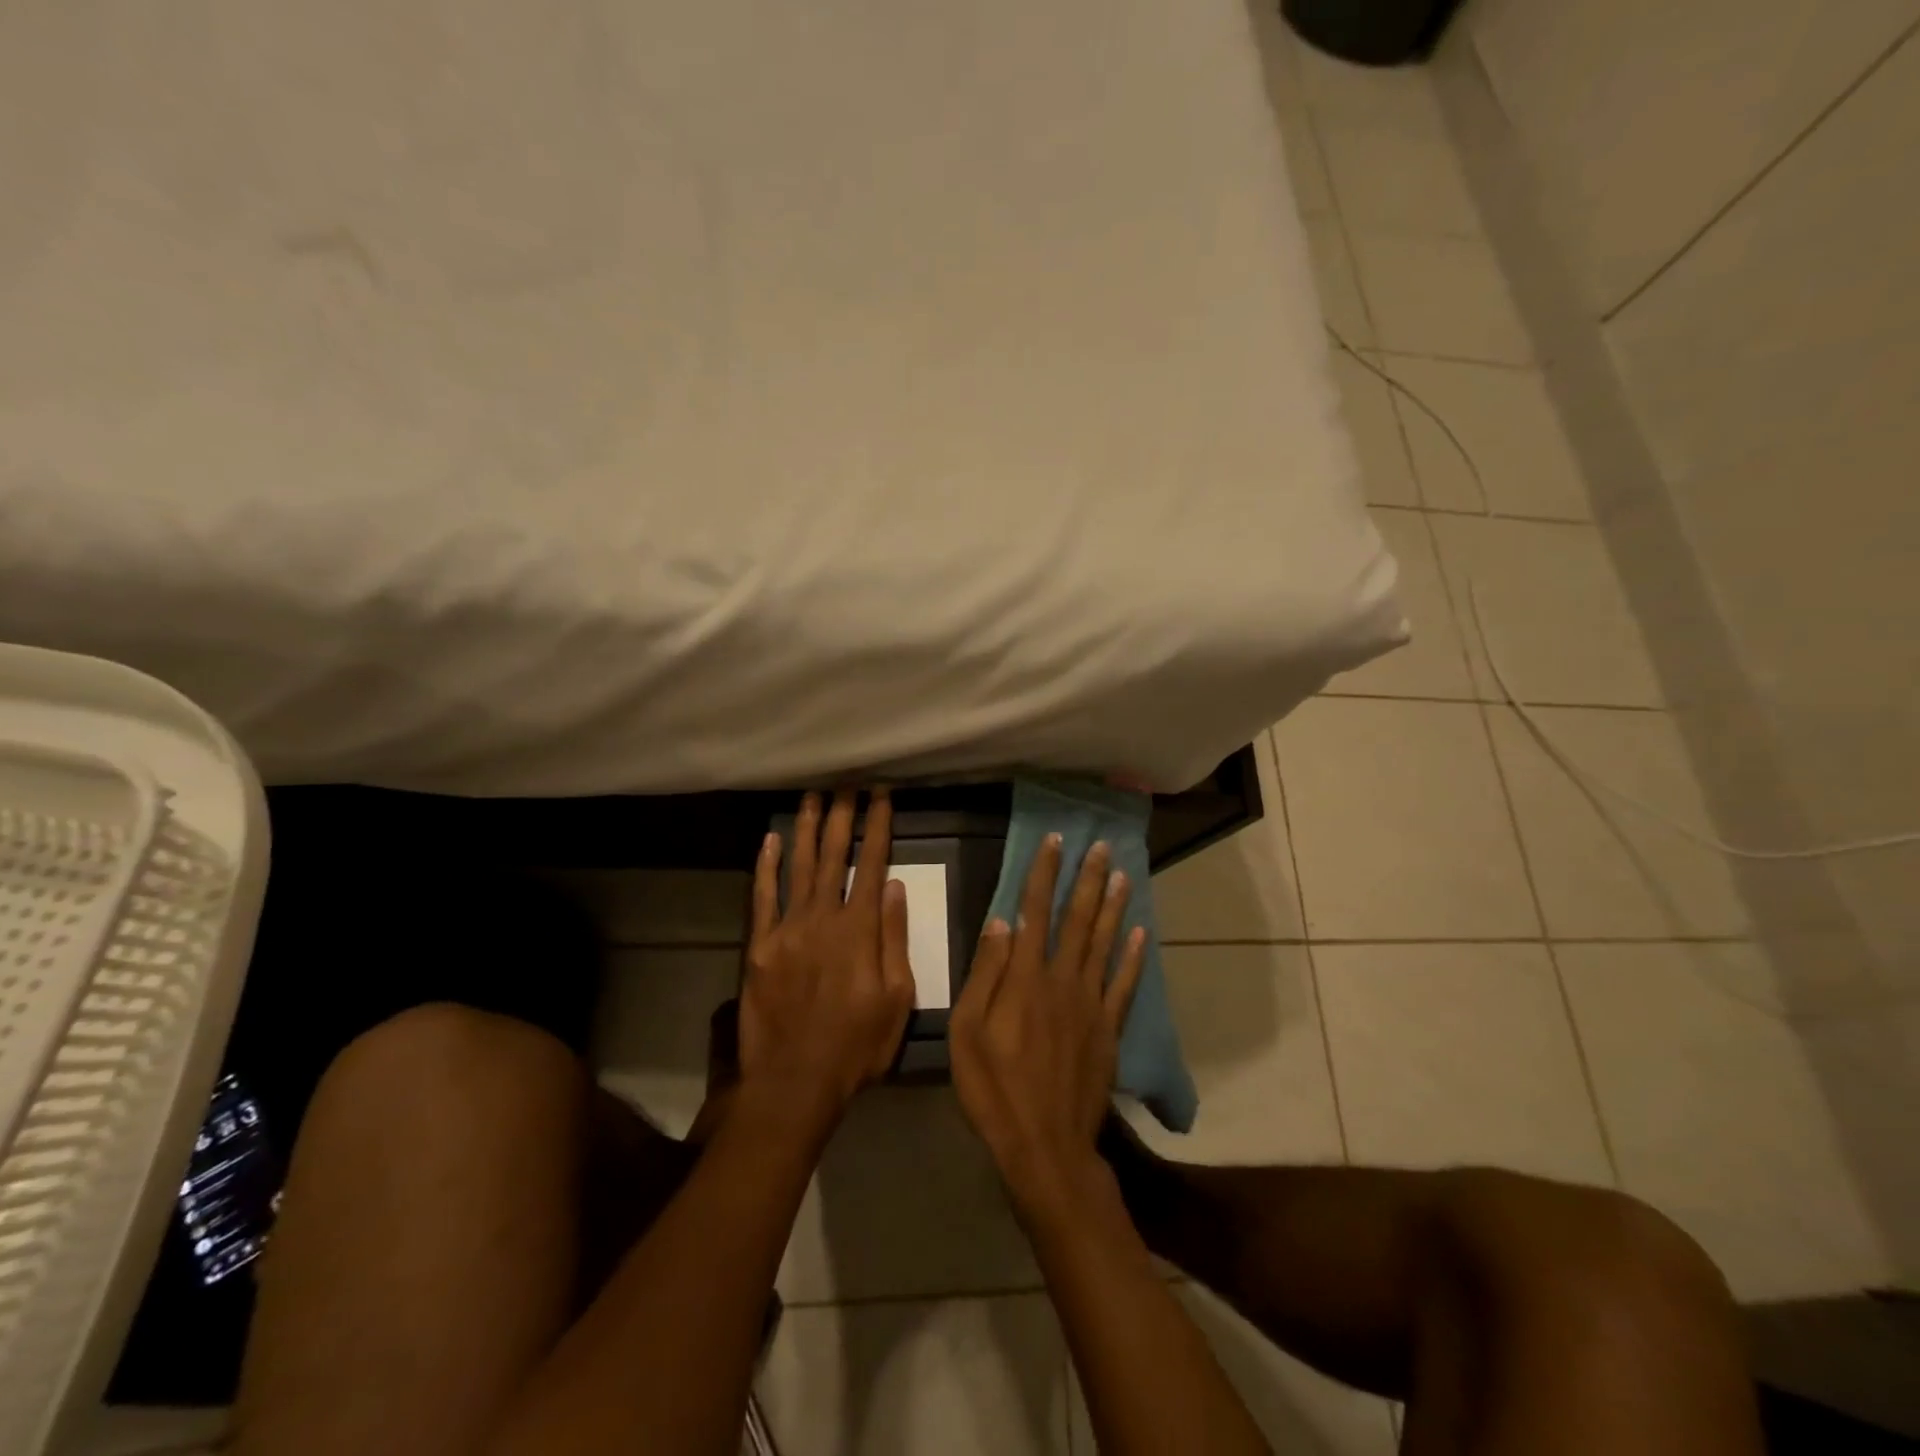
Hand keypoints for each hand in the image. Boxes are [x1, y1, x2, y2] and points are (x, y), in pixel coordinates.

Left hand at [739, 790, 915, 1134]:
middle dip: (842, 816)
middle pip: (834, 856)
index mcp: (860, 929)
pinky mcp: (759, 947)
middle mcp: (823, 918)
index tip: (882, 796)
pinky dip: (766, 867)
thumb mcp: (898, 998)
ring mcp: (787, 929)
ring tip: (812, 796)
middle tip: (846, 784)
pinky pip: (762, 897)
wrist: (795, 1082)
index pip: (872, 864)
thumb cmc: (856, 1044)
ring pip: (798, 867)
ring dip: (806, 829)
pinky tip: (770, 840)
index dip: (878, 826)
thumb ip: (895, 939)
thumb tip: (895, 887)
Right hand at [949, 833, 1147, 1214]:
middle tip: (1100, 846)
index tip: (1055, 842)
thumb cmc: (994, 1089)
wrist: (1045, 1145)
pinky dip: (1133, 957)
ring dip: (1112, 907)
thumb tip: (1000, 921)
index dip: (1044, 874)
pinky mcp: (1108, 1029)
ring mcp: (1090, 1004)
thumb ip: (985, 974)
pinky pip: (1124, 985)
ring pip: (1103, 943)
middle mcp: (1062, 980)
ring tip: (1122, 874)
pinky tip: (1141, 933)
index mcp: (1025, 978)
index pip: (1034, 911)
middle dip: (1087, 879)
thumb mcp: (966, 1032)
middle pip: (1076, 919)